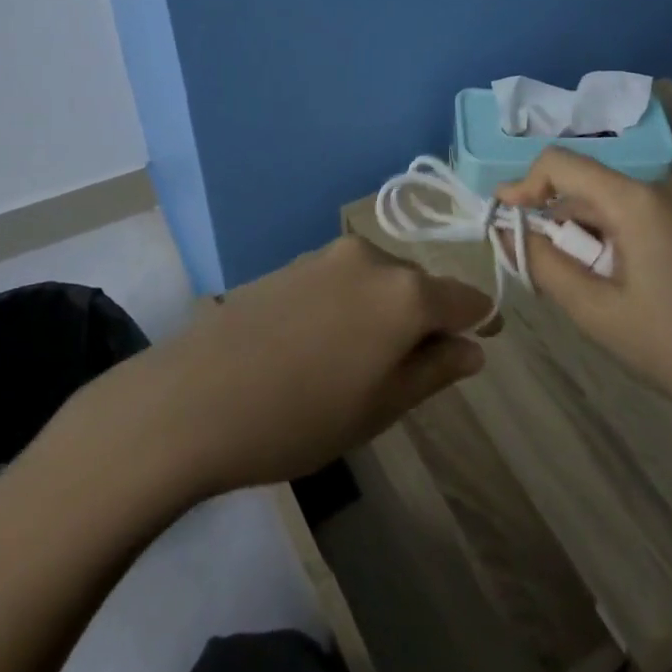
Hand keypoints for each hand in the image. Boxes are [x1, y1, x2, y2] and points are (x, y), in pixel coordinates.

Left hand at [134, 237, 491, 495]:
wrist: (194, 398)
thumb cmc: (301, 417)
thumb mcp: (382, 407)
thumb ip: (435, 370)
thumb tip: (473, 348)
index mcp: (405, 293)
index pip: (465, 298)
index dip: (478, 322)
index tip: (478, 345)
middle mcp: (372, 258)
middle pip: (420, 285)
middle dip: (426, 319)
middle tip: (406, 373)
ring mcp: (327, 255)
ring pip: (379, 280)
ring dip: (384, 312)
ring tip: (356, 363)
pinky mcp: (291, 262)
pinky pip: (342, 279)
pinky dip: (350, 305)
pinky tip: (319, 344)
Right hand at [497, 150, 671, 438]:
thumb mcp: (598, 312)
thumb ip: (543, 264)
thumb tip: (506, 230)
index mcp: (640, 199)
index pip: (562, 163)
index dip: (524, 185)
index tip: (505, 220)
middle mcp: (669, 184)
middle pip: (591, 189)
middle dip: (563, 227)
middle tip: (557, 280)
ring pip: (618, 205)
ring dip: (594, 237)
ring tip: (602, 292)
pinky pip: (648, 215)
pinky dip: (625, 239)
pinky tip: (635, 286)